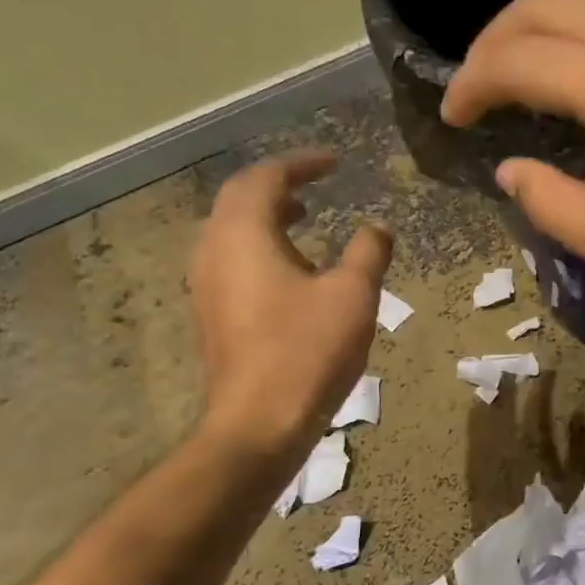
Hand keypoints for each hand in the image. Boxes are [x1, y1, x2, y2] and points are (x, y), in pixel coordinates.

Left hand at [190, 153, 391, 457]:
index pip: (266, 178)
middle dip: (279, 184)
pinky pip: (233, 258)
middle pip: (240, 198)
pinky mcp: (213, 313)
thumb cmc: (307, 350)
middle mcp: (214, 251)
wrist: (259, 422)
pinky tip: (294, 268)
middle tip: (317, 182)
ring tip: (305, 216)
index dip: (302, 164)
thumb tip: (377, 228)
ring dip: (268, 215)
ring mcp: (207, 285)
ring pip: (232, 230)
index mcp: (243, 235)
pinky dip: (262, 245)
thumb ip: (368, 251)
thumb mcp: (353, 294)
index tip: (335, 162)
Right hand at [440, 0, 584, 304]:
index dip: (474, 82)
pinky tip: (575, 82)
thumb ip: (552, 207)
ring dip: (537, 35)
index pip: (524, 59)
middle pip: (547, 5)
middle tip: (474, 91)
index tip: (453, 116)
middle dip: (494, 42)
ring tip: (514, 84)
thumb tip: (509, 168)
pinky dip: (581, 39)